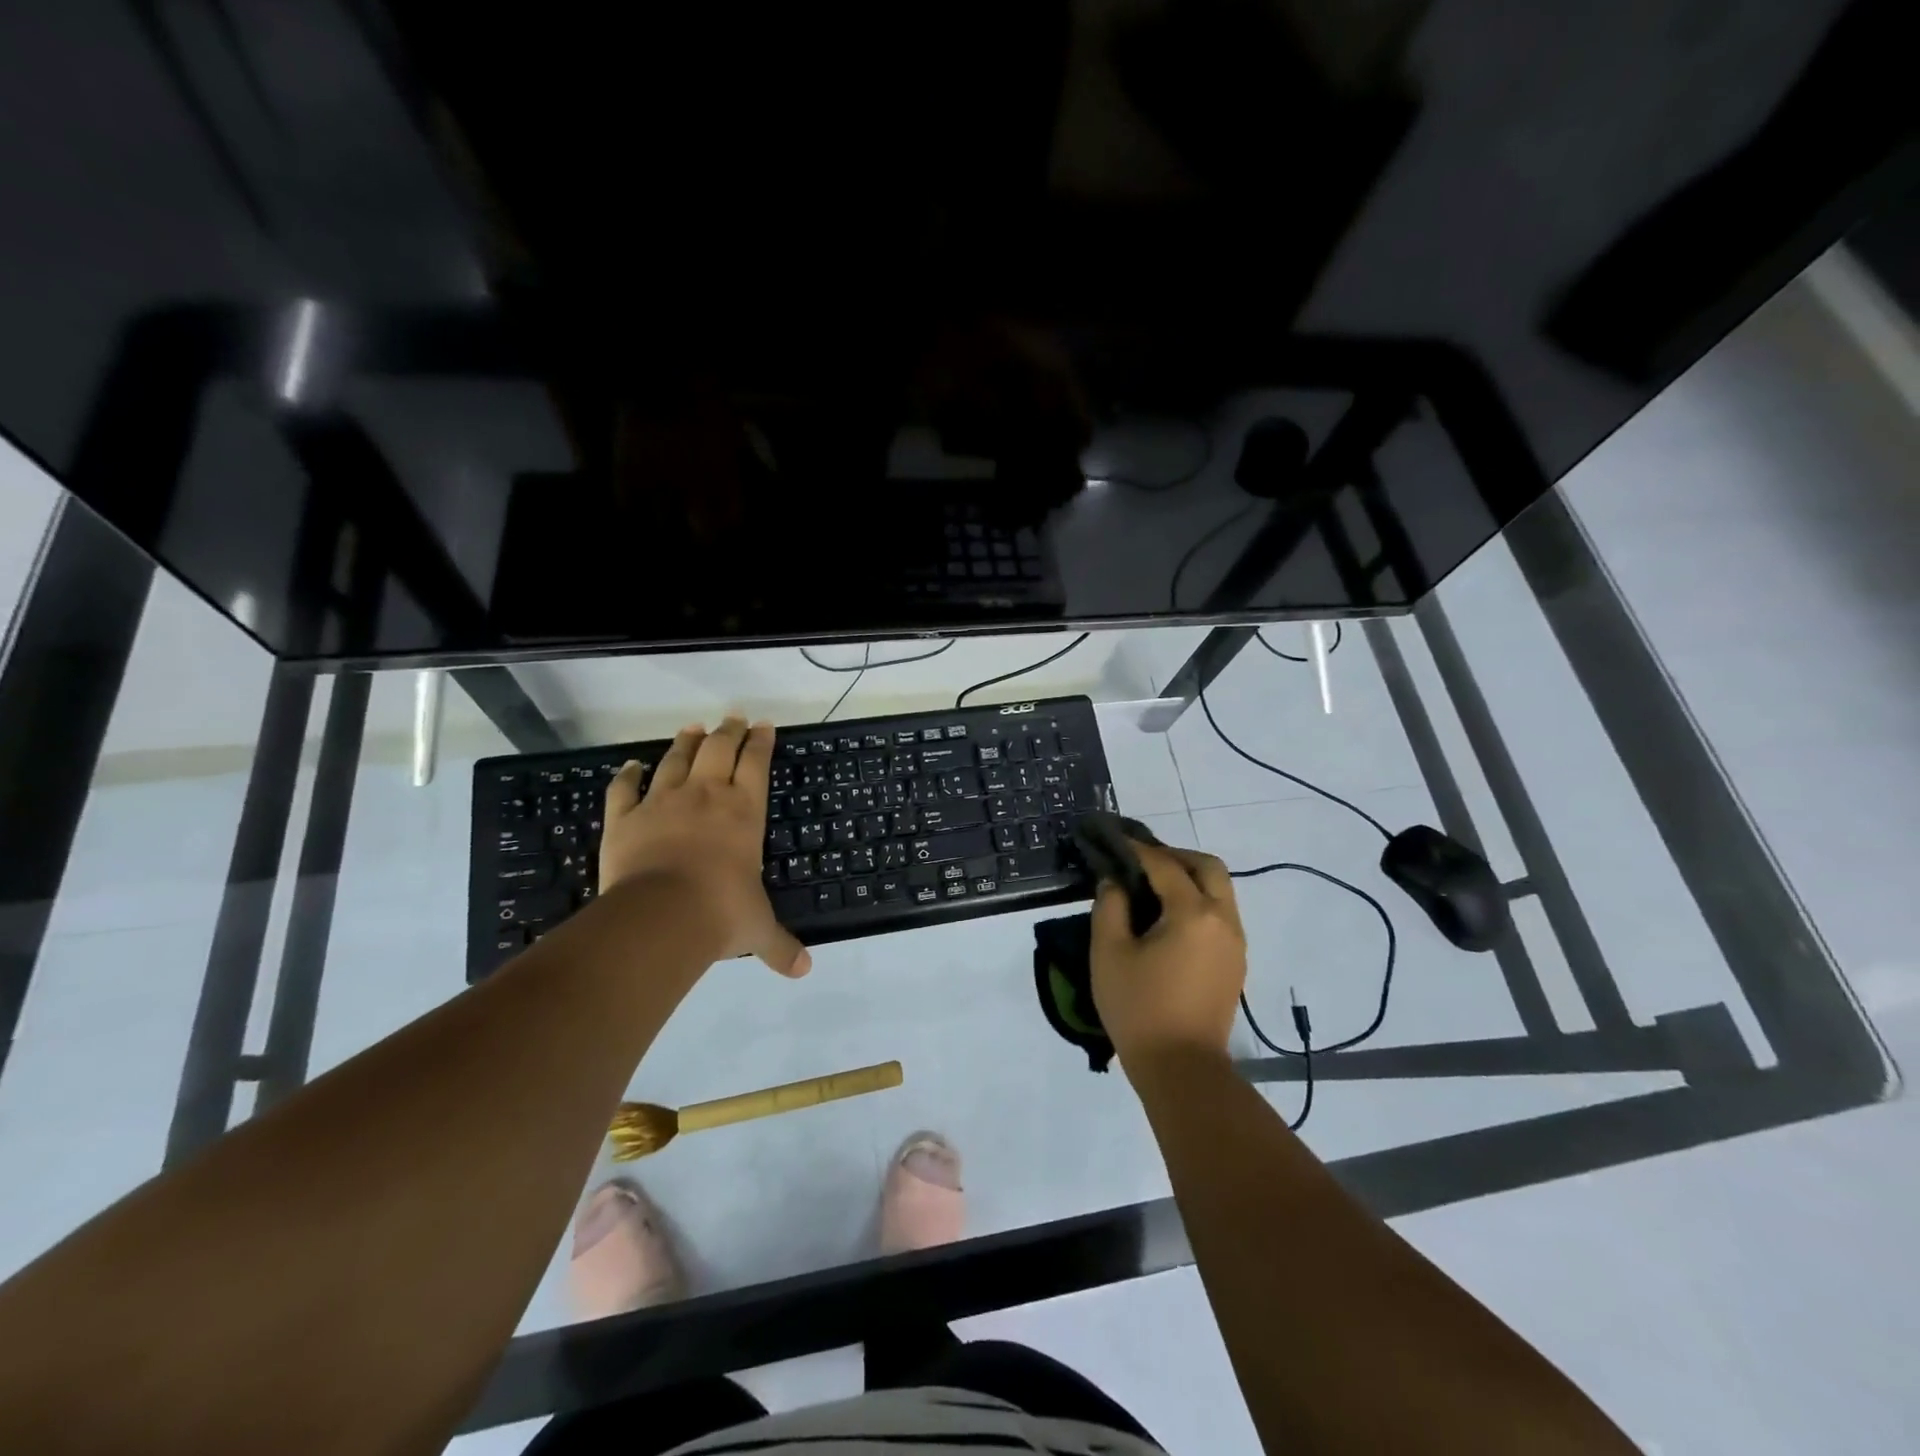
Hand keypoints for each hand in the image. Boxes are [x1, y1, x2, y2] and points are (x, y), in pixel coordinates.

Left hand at [599, 717, 810, 976]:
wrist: (660, 916)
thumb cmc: (720, 914)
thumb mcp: (757, 930)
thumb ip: (781, 946)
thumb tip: (805, 971)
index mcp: (743, 813)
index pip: (756, 764)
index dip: (761, 742)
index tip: (765, 725)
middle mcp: (706, 797)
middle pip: (718, 749)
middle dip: (728, 731)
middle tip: (733, 717)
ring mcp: (662, 803)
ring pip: (675, 760)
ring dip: (686, 742)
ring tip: (693, 728)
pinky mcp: (625, 818)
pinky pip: (624, 789)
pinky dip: (627, 775)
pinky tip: (630, 765)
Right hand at [1090, 837, 1245, 1068]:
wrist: (1182, 1069)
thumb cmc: (1138, 1008)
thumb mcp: (1109, 953)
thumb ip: (1109, 907)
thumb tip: (1115, 883)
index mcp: (1193, 913)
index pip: (1165, 866)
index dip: (1139, 849)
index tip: (1116, 839)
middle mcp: (1223, 920)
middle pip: (1209, 867)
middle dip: (1176, 855)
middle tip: (1143, 860)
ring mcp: (1235, 942)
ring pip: (1220, 890)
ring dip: (1191, 877)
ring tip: (1153, 886)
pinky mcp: (1235, 963)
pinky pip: (1221, 914)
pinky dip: (1199, 901)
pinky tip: (1169, 917)